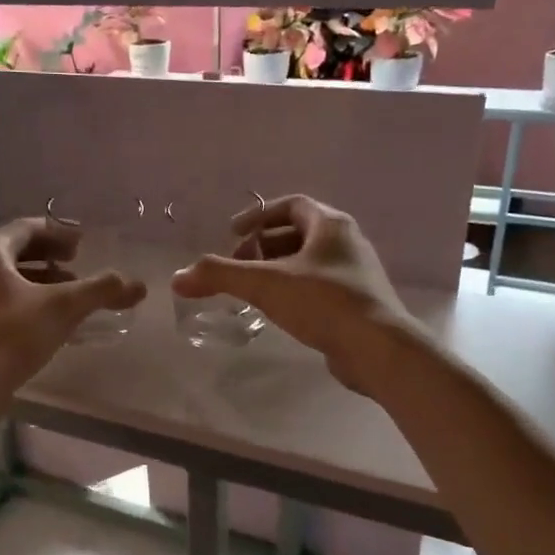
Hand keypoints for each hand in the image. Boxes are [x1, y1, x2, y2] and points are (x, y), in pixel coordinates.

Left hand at [0, 218, 146, 434]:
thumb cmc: (12, 336)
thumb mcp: (63, 308)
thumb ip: (100, 291)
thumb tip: (138, 285)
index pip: (26, 228)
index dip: (58, 232)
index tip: (83, 242)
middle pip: (19, 253)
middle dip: (52, 257)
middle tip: (79, 264)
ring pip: (13, 281)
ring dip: (45, 283)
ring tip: (73, 297)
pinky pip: (8, 304)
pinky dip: (34, 304)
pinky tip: (54, 324)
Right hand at [171, 195, 425, 394]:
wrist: (378, 349)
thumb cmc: (324, 302)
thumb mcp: (265, 284)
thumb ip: (219, 276)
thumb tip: (177, 277)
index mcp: (331, 225)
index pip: (291, 205)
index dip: (258, 215)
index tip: (232, 232)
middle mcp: (347, 243)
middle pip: (297, 233)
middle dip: (263, 245)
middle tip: (238, 265)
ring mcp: (356, 274)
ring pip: (308, 261)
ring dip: (277, 269)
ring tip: (251, 289)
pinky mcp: (357, 303)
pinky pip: (318, 286)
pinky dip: (293, 290)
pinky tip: (277, 311)